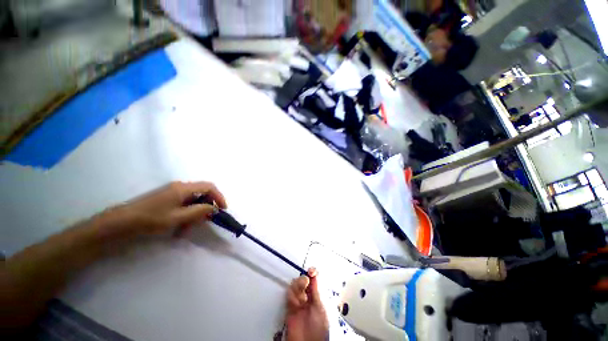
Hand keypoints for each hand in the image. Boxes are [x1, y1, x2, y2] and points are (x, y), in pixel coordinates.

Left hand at [100, 181, 226, 239]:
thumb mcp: (178, 217)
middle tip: (205, 221)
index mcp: (183, 188)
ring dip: (195, 213)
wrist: (121, 222)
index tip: (223, 209)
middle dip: (206, 207)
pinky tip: (179, 226)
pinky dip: (186, 213)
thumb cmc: (151, 219)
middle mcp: (179, 186)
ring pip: (192, 200)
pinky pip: (183, 203)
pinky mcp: (165, 198)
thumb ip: (199, 211)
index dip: (219, 196)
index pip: (209, 187)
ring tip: (187, 228)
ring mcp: (171, 192)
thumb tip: (214, 208)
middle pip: (201, 193)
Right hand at [285, 268, 328, 340]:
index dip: (312, 273)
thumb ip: (315, 291)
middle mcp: (307, 297)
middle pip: (302, 280)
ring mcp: (298, 302)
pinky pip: (289, 296)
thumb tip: (314, 275)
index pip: (314, 280)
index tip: (311, 270)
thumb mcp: (319, 307)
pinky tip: (296, 304)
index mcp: (317, 296)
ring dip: (298, 289)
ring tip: (302, 300)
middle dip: (303, 280)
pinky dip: (292, 297)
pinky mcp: (290, 308)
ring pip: (295, 287)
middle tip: (305, 283)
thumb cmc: (318, 328)